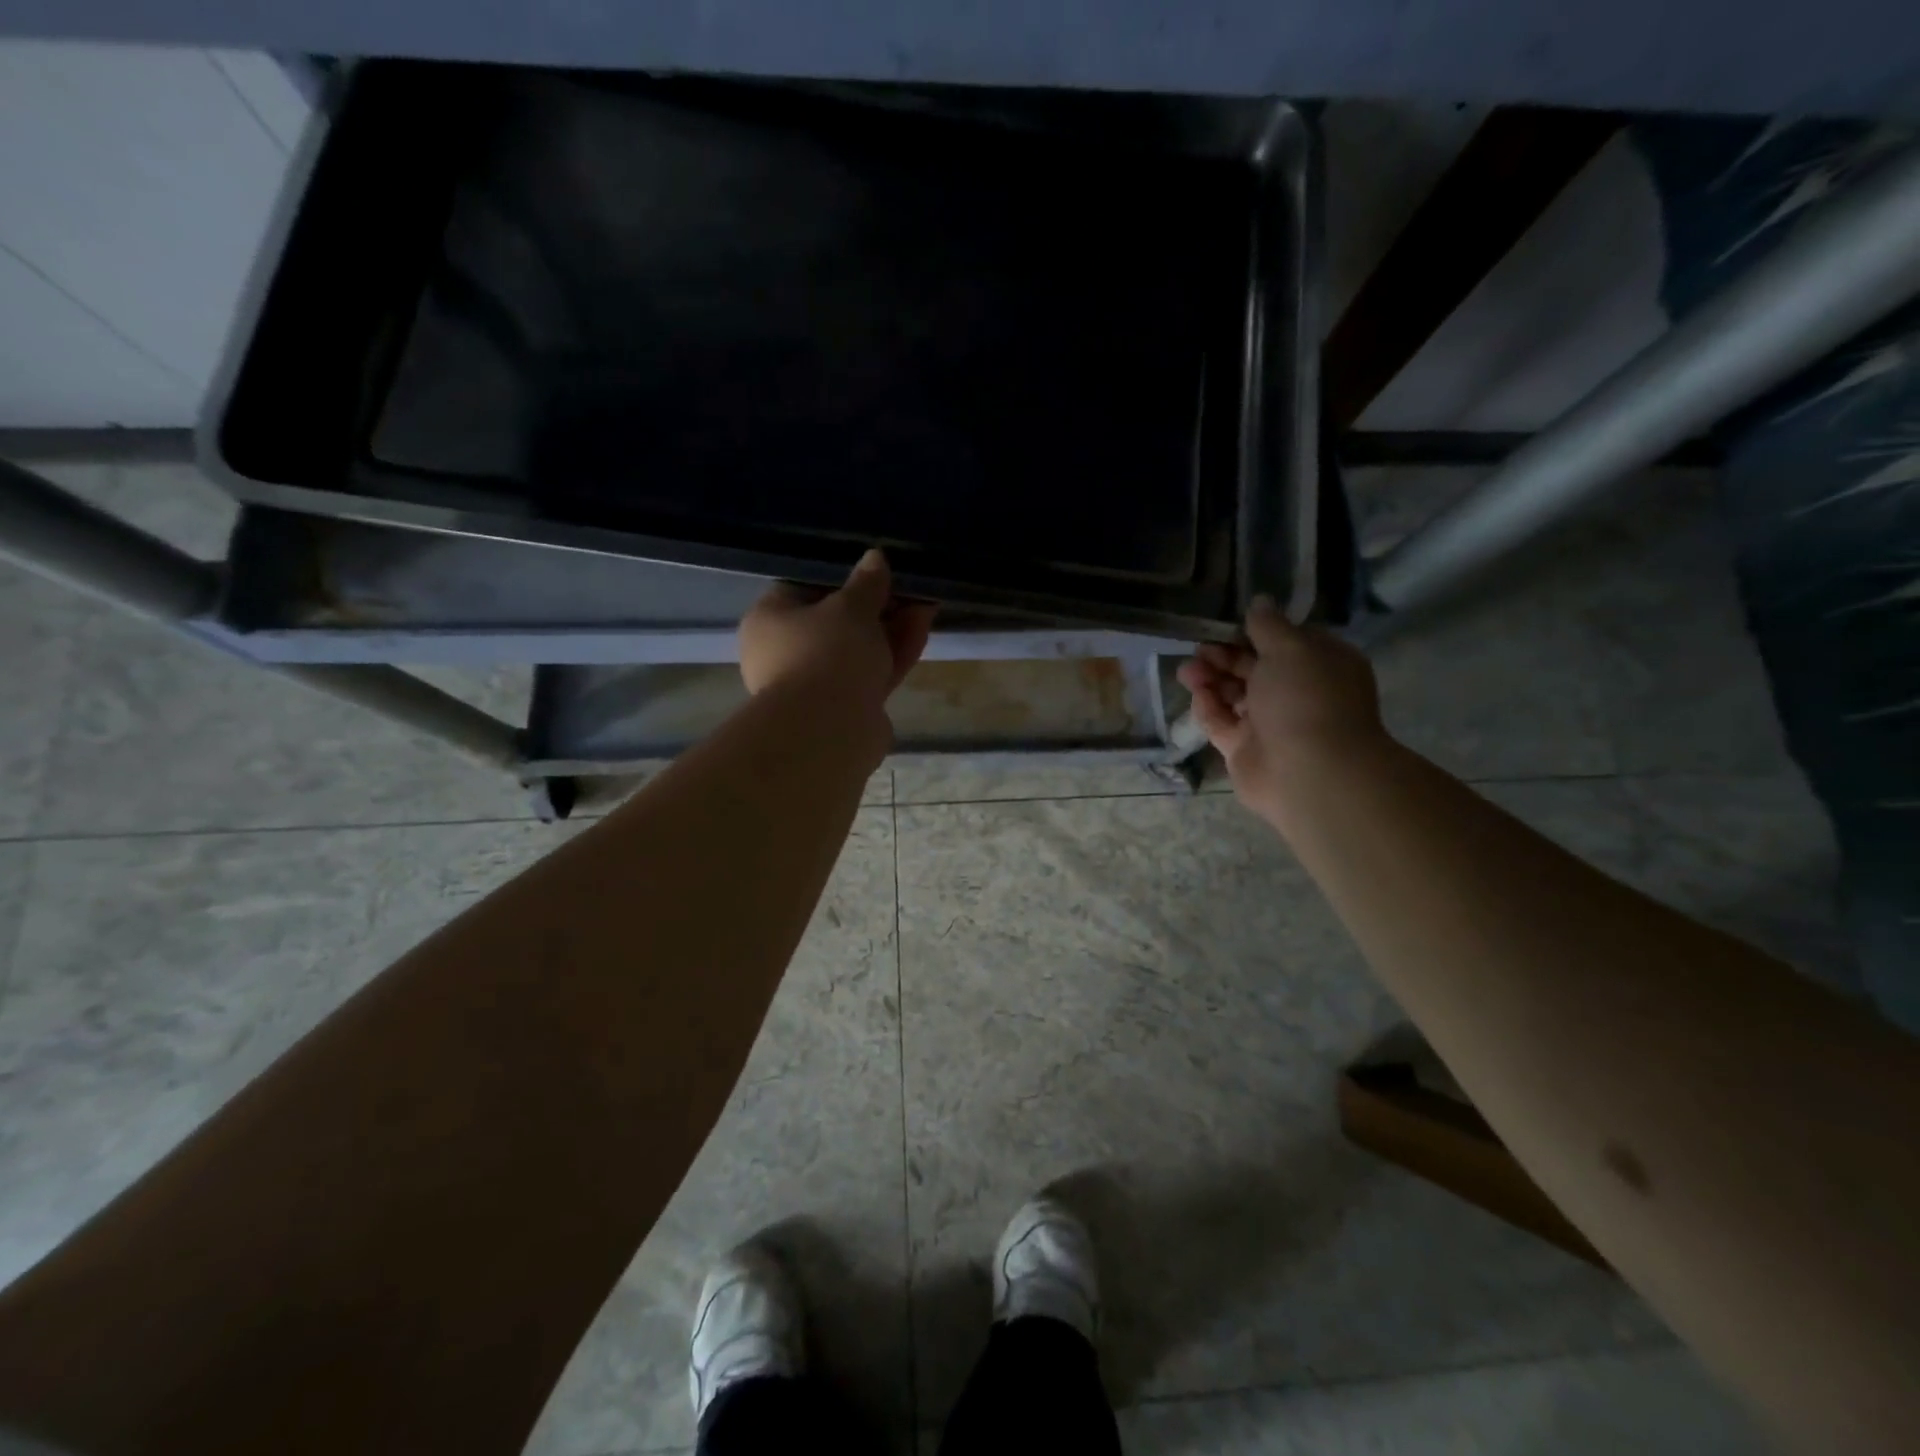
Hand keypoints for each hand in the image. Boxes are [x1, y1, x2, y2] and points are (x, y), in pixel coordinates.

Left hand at [739, 549, 935, 710]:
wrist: (829, 730)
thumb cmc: (826, 652)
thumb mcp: (851, 607)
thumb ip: (867, 583)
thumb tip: (875, 558)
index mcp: (770, 621)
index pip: (803, 589)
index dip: (842, 577)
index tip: (874, 570)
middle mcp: (787, 653)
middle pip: (837, 621)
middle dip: (878, 605)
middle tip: (909, 586)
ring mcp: (818, 684)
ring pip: (859, 649)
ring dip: (892, 627)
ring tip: (927, 602)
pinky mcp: (846, 708)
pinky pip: (872, 672)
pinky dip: (895, 653)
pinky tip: (923, 628)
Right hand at [1176, 597, 1387, 822]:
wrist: (1308, 772)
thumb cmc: (1306, 698)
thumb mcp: (1290, 647)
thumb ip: (1268, 625)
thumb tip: (1260, 602)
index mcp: (1320, 665)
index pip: (1285, 641)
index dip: (1254, 631)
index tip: (1226, 624)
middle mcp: (1297, 693)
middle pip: (1254, 668)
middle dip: (1225, 656)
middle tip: (1200, 648)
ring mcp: (1270, 724)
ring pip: (1234, 694)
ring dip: (1211, 679)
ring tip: (1187, 671)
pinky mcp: (1245, 749)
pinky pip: (1222, 722)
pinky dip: (1208, 707)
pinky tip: (1197, 695)